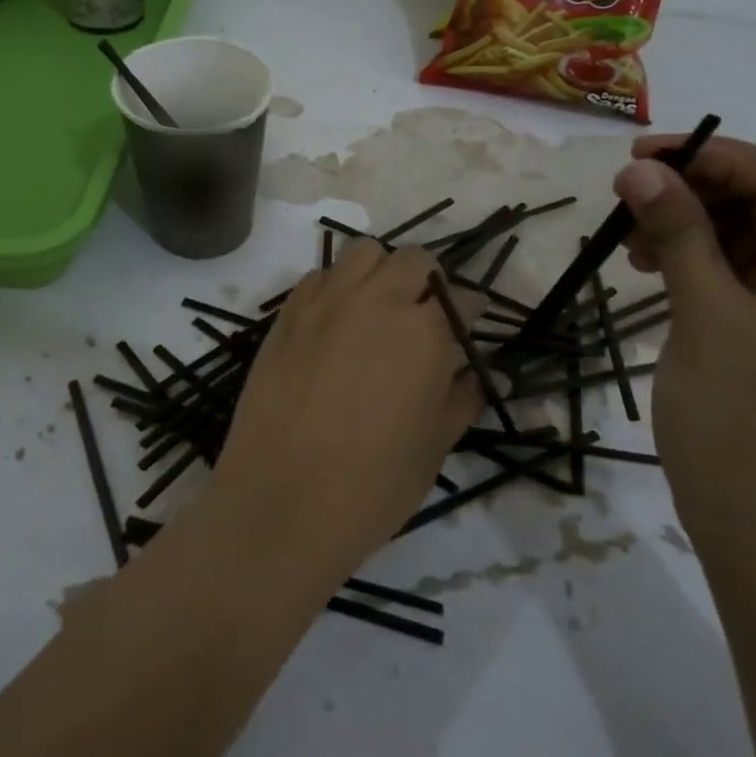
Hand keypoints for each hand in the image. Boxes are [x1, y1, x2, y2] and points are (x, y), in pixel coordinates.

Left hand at [210, 240, 483, 581]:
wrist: (281, 503)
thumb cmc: (372, 486)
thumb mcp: (434, 447)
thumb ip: (460, 399)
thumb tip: (474, 375)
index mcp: (424, 332)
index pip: (461, 298)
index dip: (471, 311)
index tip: (469, 325)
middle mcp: (376, 301)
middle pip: (413, 259)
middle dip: (429, 281)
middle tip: (425, 316)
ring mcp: (325, 302)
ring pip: (363, 253)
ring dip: (381, 271)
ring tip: (379, 308)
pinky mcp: (287, 315)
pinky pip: (319, 277)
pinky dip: (336, 286)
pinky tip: (336, 321)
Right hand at [615, 136, 755, 568]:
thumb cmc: (741, 424)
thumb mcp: (705, 317)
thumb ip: (678, 234)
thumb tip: (641, 170)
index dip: (707, 157)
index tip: (637, 156)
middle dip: (695, 195)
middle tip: (625, 201)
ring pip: (751, 243)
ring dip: (691, 232)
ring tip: (632, 246)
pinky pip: (745, 282)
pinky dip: (699, 268)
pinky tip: (656, 274)